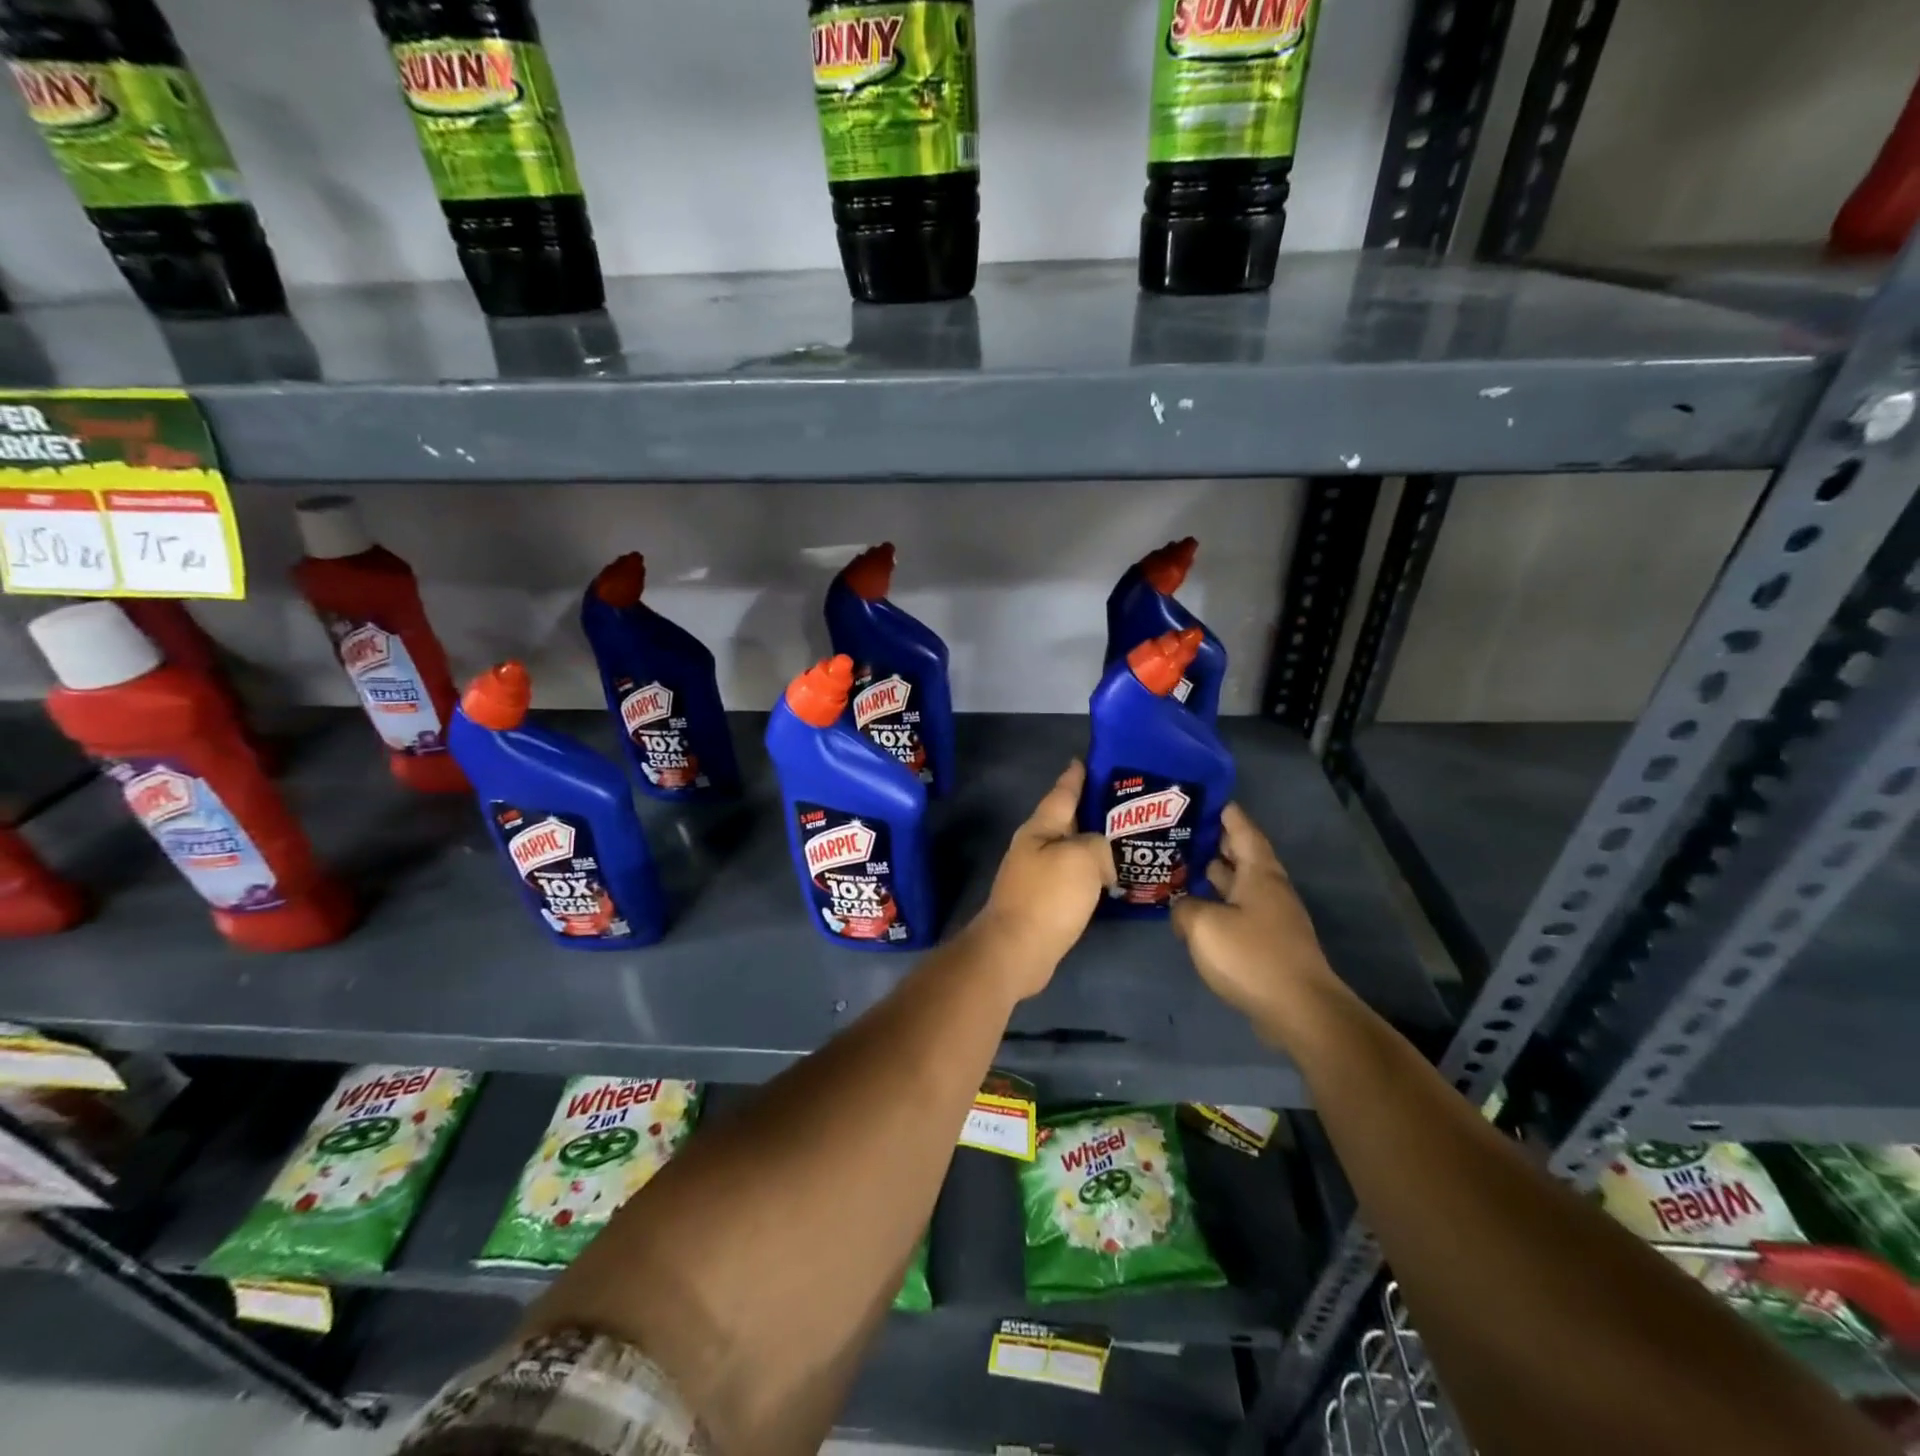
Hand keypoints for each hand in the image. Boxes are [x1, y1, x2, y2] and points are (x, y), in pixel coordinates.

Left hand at [974, 760, 1115, 997]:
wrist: (1016, 950)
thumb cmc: (1048, 897)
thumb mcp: (1082, 858)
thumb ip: (1099, 846)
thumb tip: (1101, 860)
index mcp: (1040, 828)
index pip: (1062, 793)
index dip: (1076, 776)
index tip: (1085, 760)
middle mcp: (1035, 847)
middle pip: (1067, 821)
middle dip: (1092, 811)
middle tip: (1126, 805)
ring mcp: (1036, 876)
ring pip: (1071, 851)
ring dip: (1094, 846)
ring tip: (1126, 842)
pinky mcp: (1043, 903)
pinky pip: (1073, 878)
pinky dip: (1091, 874)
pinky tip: (1110, 879)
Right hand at [1172, 804, 1336, 1032]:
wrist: (1299, 1010)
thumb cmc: (1251, 956)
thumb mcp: (1203, 926)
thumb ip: (1184, 908)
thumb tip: (1181, 908)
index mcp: (1259, 874)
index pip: (1243, 830)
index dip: (1226, 812)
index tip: (1204, 798)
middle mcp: (1269, 889)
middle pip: (1242, 855)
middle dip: (1215, 841)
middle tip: (1181, 830)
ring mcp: (1271, 917)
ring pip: (1240, 884)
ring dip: (1215, 874)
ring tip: (1182, 864)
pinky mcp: (1268, 943)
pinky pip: (1239, 910)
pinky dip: (1218, 902)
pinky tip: (1196, 910)